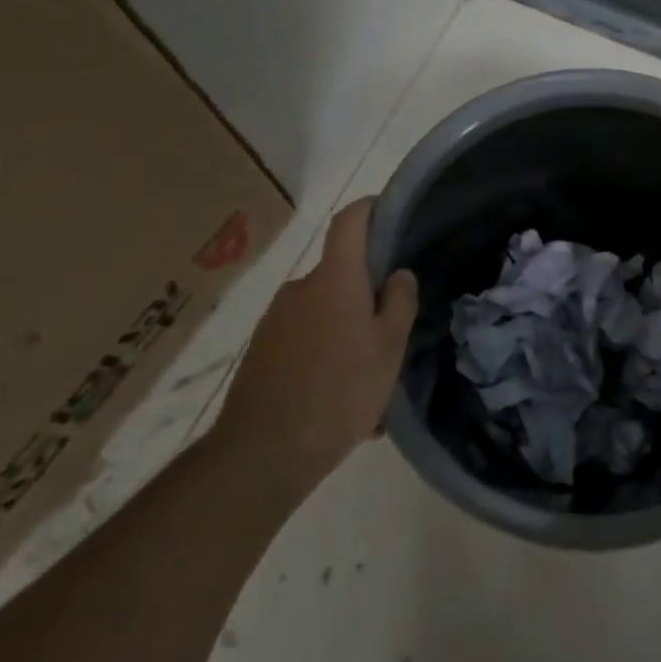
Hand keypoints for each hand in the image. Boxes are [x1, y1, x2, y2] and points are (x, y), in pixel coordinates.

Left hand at [213, 198, 417, 497]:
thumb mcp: (388, 349)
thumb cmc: (338, 392)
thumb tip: (398, 275)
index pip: (349, 222)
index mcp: (334, 280)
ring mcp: (276, 320)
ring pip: (326, 313)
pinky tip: (343, 402)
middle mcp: (301, 289)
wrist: (262, 454)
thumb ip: (398, 304)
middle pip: (341, 275)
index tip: (391, 211)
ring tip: (370, 382)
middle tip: (394, 332)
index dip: (370, 207)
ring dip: (349, 334)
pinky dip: (328, 356)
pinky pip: (307, 340)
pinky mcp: (263, 350)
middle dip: (368, 296)